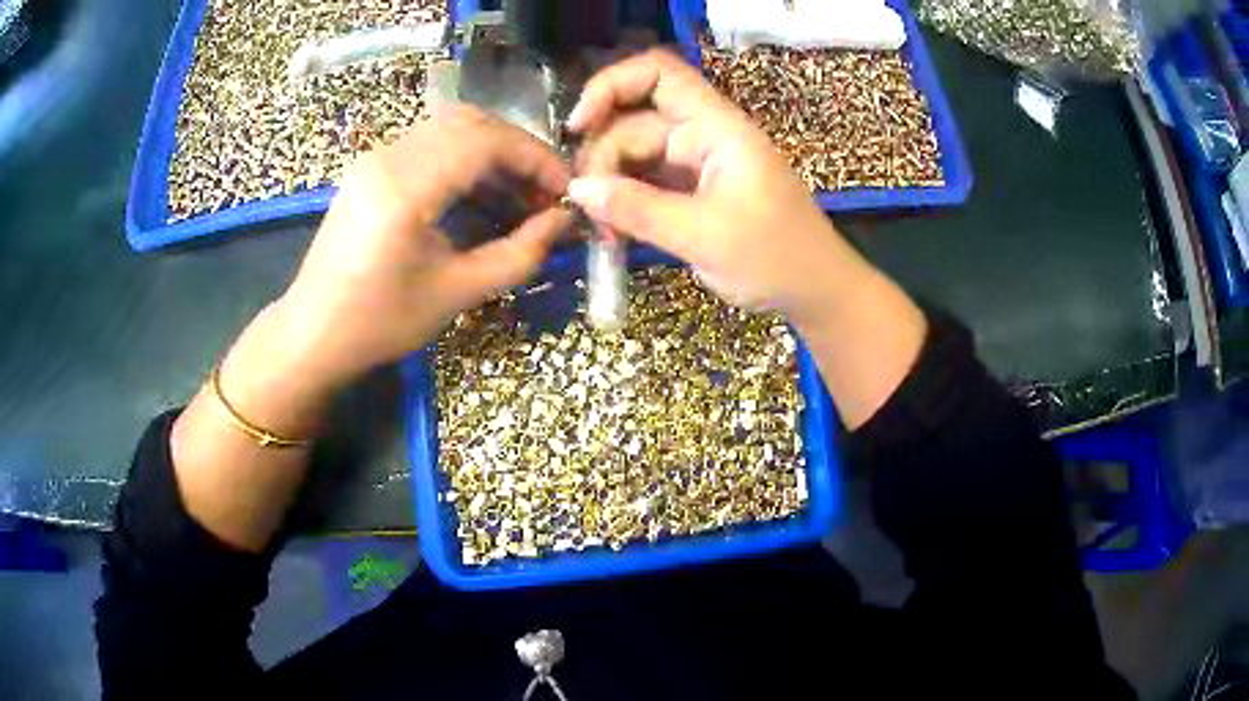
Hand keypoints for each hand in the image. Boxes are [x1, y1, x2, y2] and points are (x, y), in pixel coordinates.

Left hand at [274, 106, 570, 389]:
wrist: (313, 333)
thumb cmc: (379, 323)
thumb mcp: (456, 294)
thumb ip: (518, 254)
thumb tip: (563, 221)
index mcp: (405, 189)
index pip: (485, 141)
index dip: (535, 158)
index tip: (566, 189)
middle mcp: (388, 158)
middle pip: (471, 123)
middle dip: (518, 151)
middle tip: (545, 191)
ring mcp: (375, 158)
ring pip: (450, 128)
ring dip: (492, 153)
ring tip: (519, 196)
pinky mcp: (370, 168)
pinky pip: (429, 145)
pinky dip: (464, 160)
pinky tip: (480, 196)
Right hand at [566, 49, 871, 324]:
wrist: (815, 291)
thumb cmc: (775, 258)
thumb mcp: (704, 236)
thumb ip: (638, 209)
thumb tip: (577, 189)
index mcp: (717, 127)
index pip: (659, 74)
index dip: (611, 85)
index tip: (577, 126)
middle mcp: (703, 135)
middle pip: (634, 121)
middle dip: (603, 158)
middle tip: (588, 209)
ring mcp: (696, 162)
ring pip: (634, 154)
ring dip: (610, 186)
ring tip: (602, 231)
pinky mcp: (691, 190)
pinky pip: (645, 182)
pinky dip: (625, 202)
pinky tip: (612, 231)